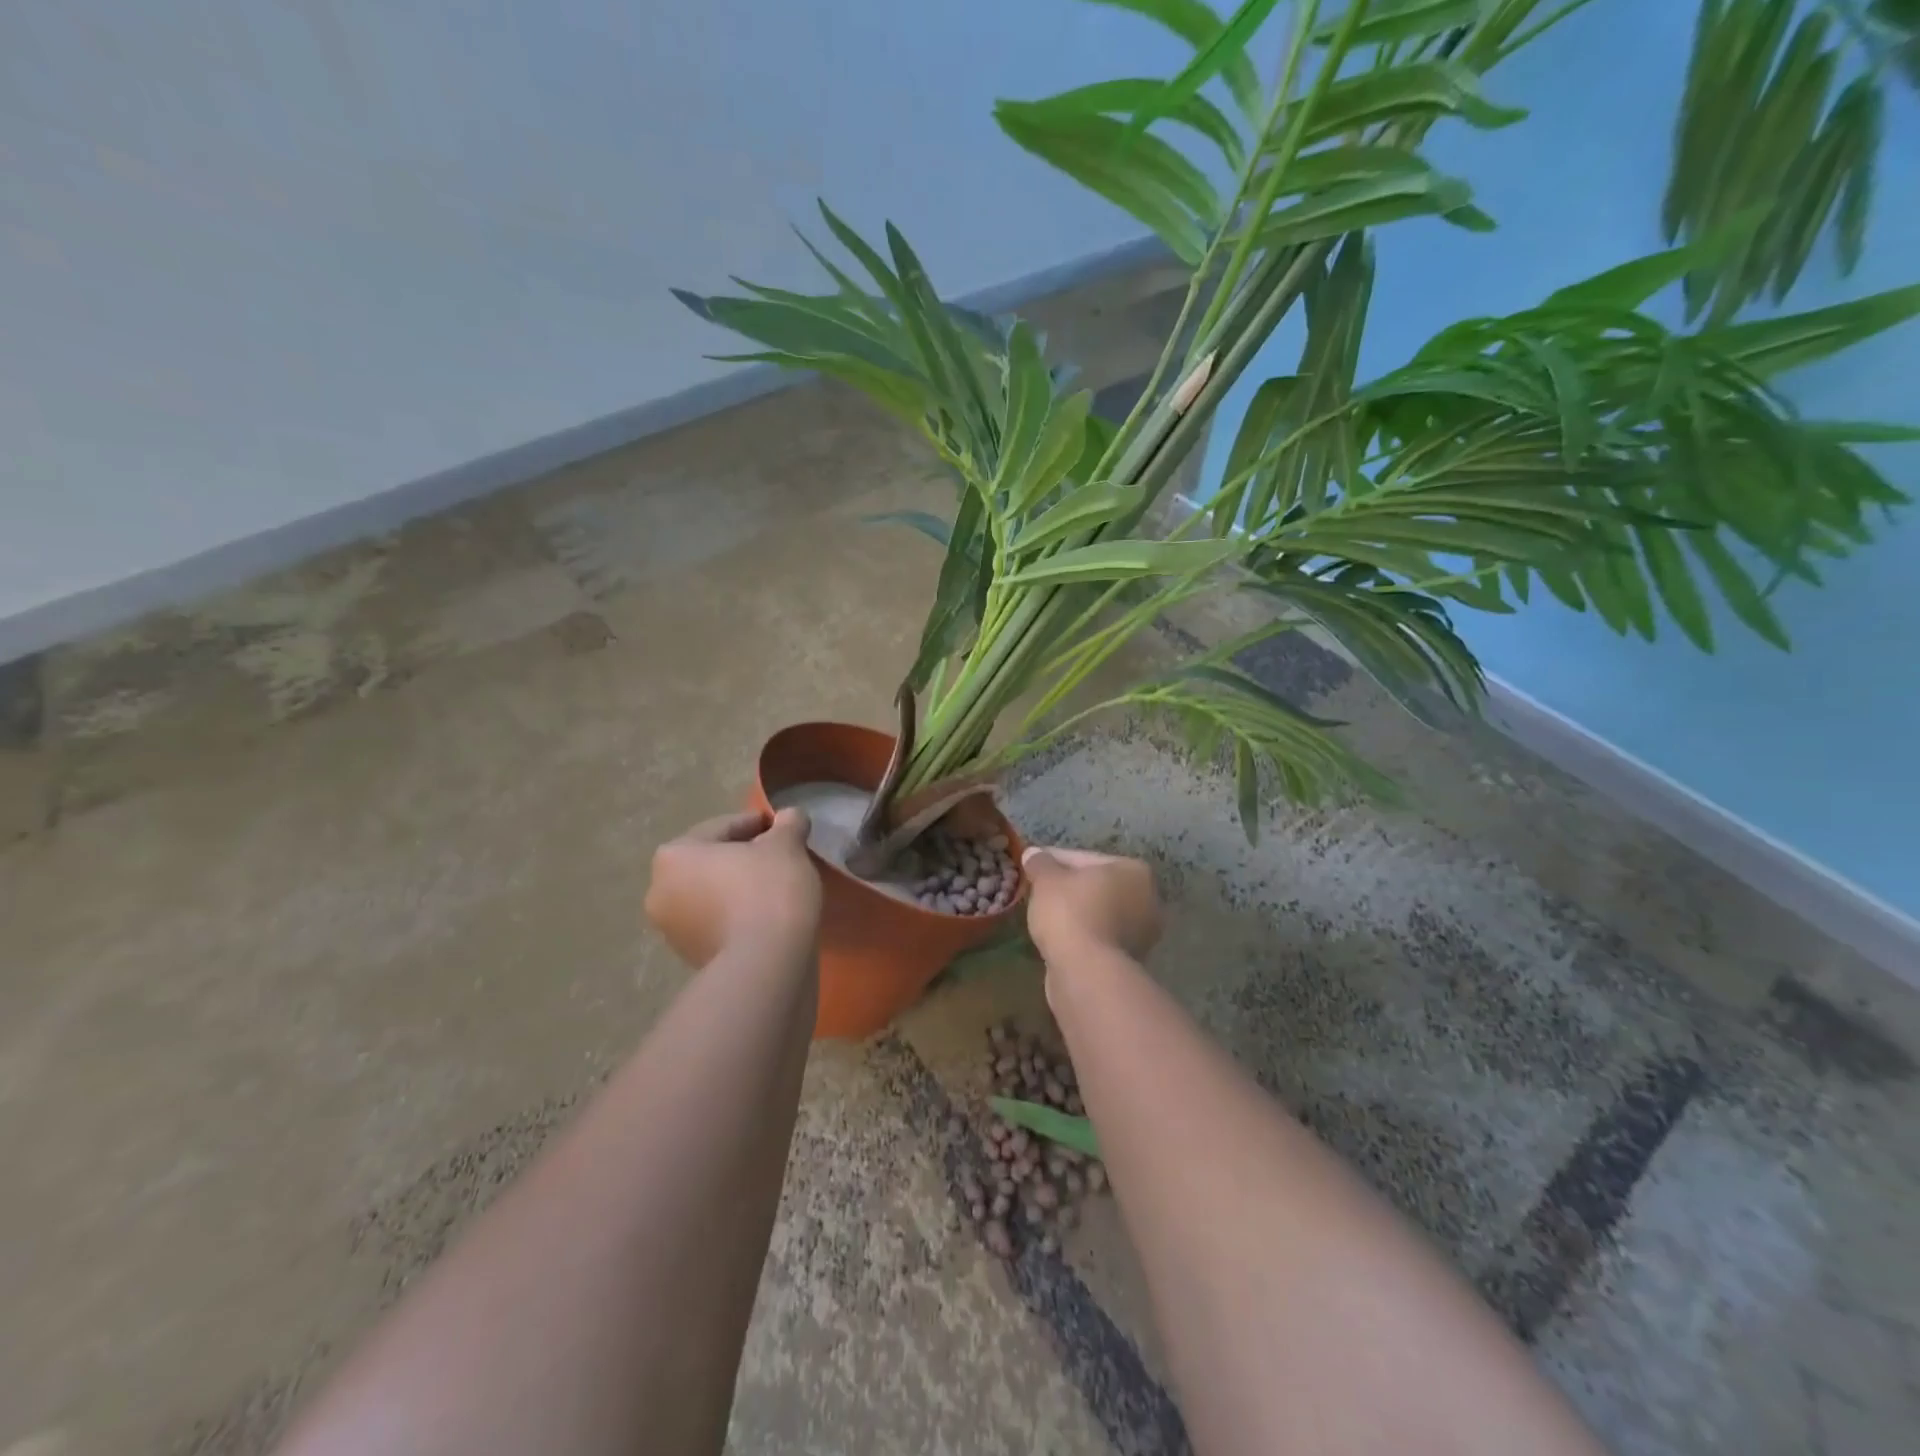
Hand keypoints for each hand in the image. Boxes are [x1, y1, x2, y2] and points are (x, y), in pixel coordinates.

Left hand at [645, 809, 820, 967]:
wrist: (765, 965)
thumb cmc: (768, 891)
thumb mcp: (787, 845)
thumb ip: (788, 824)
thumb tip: (790, 816)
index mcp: (674, 855)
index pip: (723, 827)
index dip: (759, 825)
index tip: (786, 830)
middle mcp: (660, 890)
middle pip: (713, 862)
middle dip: (745, 858)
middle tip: (782, 859)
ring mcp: (672, 931)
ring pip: (714, 894)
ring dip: (740, 888)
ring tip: (778, 890)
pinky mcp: (691, 959)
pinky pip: (719, 924)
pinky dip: (739, 916)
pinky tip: (769, 917)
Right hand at [1021, 846, 1162, 963]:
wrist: (1087, 972)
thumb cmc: (1071, 913)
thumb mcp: (1047, 880)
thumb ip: (1040, 863)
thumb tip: (1032, 854)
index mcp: (1134, 870)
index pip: (1084, 858)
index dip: (1053, 862)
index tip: (1031, 870)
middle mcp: (1148, 899)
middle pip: (1095, 886)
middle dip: (1068, 889)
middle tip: (1038, 893)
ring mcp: (1142, 934)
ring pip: (1098, 914)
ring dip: (1075, 914)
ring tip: (1045, 917)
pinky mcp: (1130, 961)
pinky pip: (1098, 938)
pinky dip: (1081, 936)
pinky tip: (1059, 940)